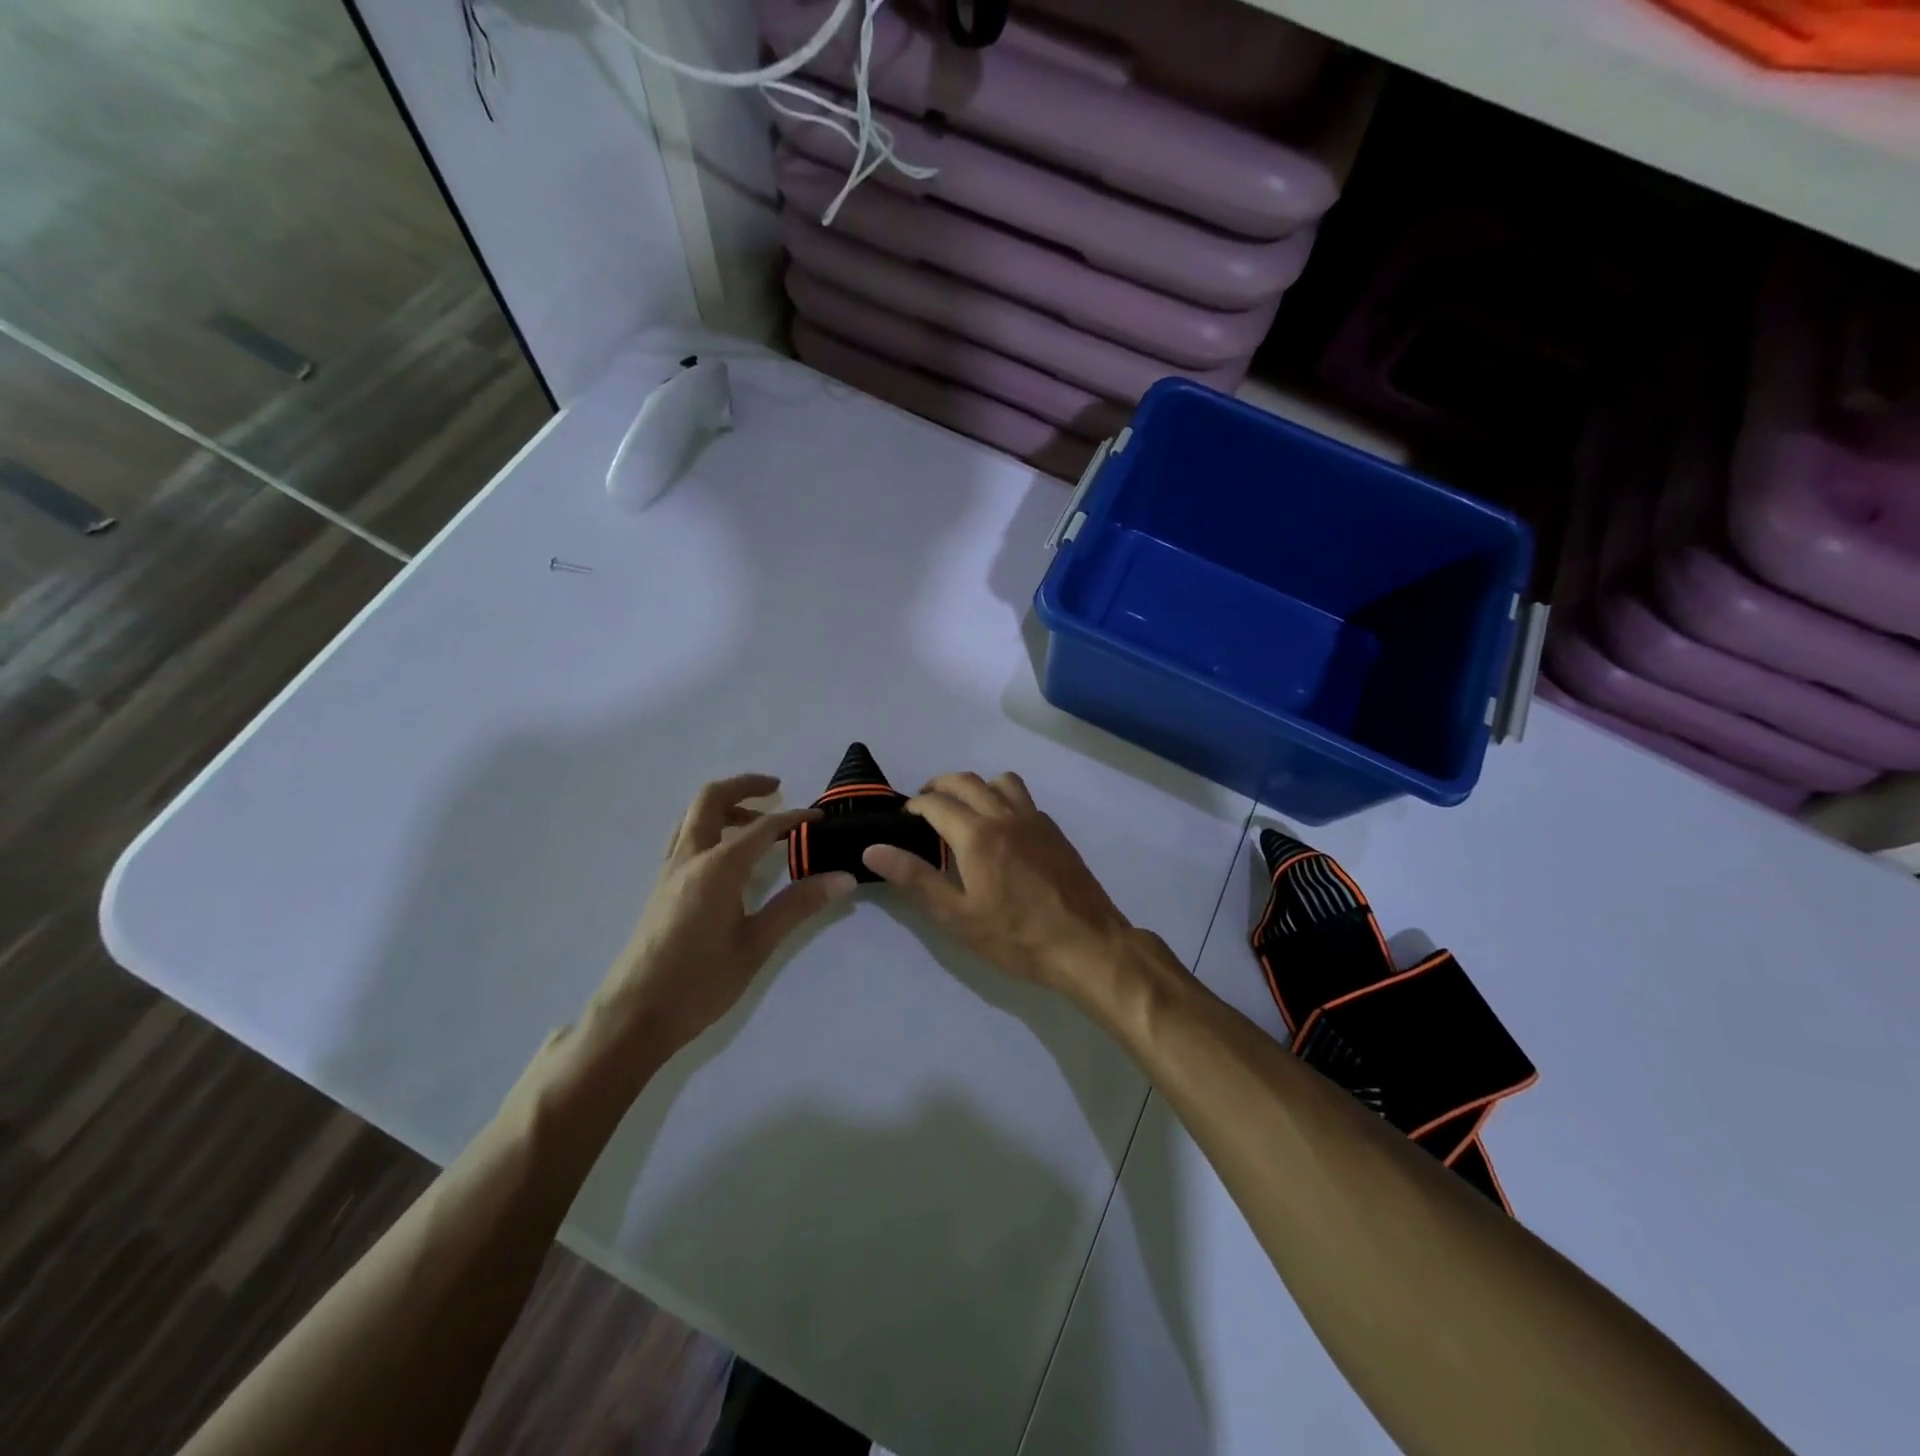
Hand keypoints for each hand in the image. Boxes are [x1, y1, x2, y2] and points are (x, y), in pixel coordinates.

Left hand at [593, 774, 856, 1059]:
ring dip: (724, 804)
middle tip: (777, 790)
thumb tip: (843, 878)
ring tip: (756, 820)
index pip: (762, 827)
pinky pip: (684, 837)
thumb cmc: (699, 982)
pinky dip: (709, 826)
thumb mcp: (757, 945)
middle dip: (745, 786)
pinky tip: (728, 855)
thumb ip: (798, 906)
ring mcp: (670, 871)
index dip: (794, 818)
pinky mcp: (662, 887)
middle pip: (711, 799)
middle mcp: (690, 858)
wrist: (634, 1016)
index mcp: (717, 868)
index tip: (820, 819)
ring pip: (692, 815)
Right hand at [862, 772, 1134, 995]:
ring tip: (964, 809)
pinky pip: (1023, 799)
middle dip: (939, 786)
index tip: (903, 818)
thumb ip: (915, 878)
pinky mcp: (1054, 831)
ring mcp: (1034, 820)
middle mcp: (1005, 815)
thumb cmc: (1017, 937)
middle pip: (965, 781)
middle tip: (924, 806)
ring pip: (1000, 781)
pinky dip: (1003, 799)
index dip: (914, 806)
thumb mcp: (958, 916)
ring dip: (975, 785)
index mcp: (977, 834)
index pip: (936, 803)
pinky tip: (1001, 829)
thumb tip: (873, 850)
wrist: (1087, 944)